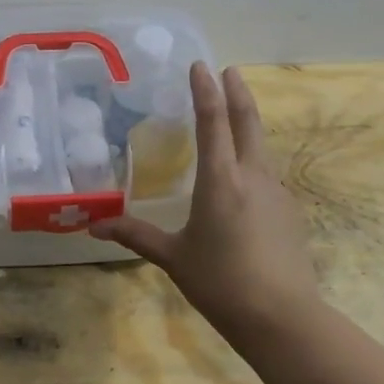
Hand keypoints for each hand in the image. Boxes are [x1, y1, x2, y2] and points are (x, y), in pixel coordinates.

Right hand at [91, 63, 321, 350]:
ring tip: (234, 117)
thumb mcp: (173, 258)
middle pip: (247, 122)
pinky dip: (254, 159)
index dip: (206, 90)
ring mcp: (277, 193)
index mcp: (220, 180)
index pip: (213, 121)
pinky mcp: (289, 212)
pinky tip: (245, 176)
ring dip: (248, 124)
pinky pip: (267, 174)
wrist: (283, 317)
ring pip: (261, 146)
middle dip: (237, 92)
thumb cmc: (221, 282)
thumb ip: (136, 236)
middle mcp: (252, 176)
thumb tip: (94, 226)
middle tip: (228, 70)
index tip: (201, 66)